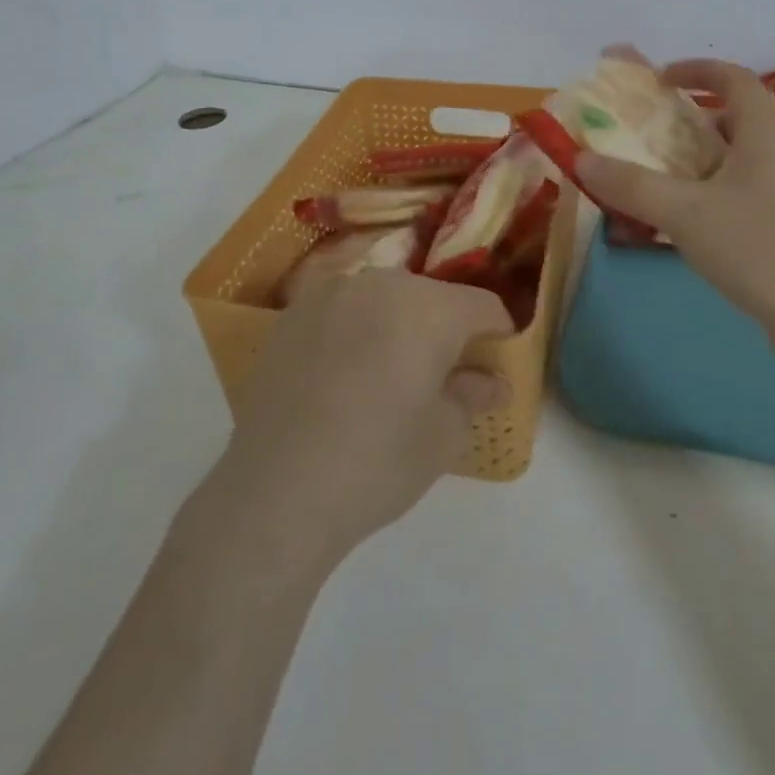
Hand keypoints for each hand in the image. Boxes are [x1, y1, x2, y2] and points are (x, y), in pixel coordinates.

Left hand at [209, 269, 512, 570]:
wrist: (276, 491)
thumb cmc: (377, 462)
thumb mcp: (443, 436)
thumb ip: (474, 395)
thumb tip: (493, 381)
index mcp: (429, 307)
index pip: (484, 306)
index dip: (498, 336)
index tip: (494, 368)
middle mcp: (382, 283)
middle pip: (433, 297)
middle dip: (446, 330)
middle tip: (442, 377)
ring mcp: (332, 293)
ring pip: (385, 298)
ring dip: (399, 325)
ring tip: (389, 375)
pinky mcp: (294, 312)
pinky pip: (343, 310)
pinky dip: (356, 330)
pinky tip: (344, 375)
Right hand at [576, 58, 774, 330]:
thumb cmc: (761, 249)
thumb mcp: (685, 213)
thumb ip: (632, 185)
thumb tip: (581, 158)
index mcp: (763, 137)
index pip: (737, 80)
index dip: (699, 69)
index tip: (659, 76)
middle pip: (734, 122)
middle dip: (689, 120)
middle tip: (647, 132)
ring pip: (734, 165)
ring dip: (695, 163)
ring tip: (654, 178)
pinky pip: (738, 200)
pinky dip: (706, 199)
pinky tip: (682, 227)